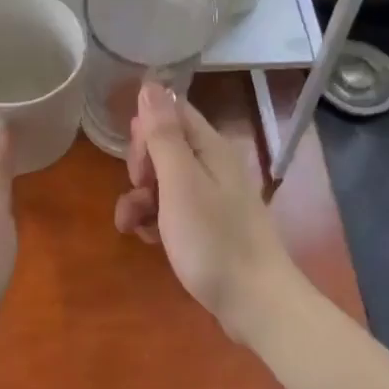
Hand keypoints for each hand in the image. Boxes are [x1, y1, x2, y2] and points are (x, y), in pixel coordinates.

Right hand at [114, 82, 301, 344]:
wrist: (256, 305)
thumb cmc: (214, 240)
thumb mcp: (180, 183)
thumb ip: (163, 134)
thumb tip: (150, 84)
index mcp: (210, 147)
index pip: (172, 112)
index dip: (146, 128)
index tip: (138, 160)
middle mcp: (212, 165)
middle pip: (164, 145)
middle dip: (141, 166)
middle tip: (142, 191)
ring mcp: (211, 197)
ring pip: (163, 180)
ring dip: (140, 197)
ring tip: (133, 225)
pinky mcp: (207, 226)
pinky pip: (171, 208)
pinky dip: (154, 219)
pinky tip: (147, 239)